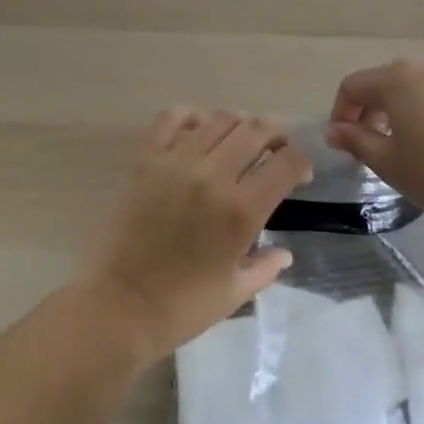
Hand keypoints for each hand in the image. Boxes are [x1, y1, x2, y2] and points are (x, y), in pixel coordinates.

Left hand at [82, 110, 313, 362]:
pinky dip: (191, 116)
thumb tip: (286, 252)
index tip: (300, 173)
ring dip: (238, 125)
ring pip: (219, 119)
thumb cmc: (184, 307)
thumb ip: (266, 267)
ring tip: (239, 140)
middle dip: (275, 135)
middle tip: (275, 149)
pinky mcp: (148, 158)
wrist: (123, 305)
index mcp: (242, 211)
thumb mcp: (236, 293)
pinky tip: (198, 130)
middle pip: (255, 130)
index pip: (286, 163)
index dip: (300, 162)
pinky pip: (172, 118)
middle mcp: (214, 176)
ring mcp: (178, 162)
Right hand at [327, 58, 423, 225]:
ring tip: (403, 146)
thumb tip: (334, 130)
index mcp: (395, 79)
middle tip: (369, 147)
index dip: (341, 113)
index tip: (343, 144)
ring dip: (397, 111)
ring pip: (411, 88)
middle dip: (368, 111)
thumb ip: (356, 141)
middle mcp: (422, 68)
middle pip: (382, 82)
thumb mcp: (388, 162)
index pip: (352, 86)